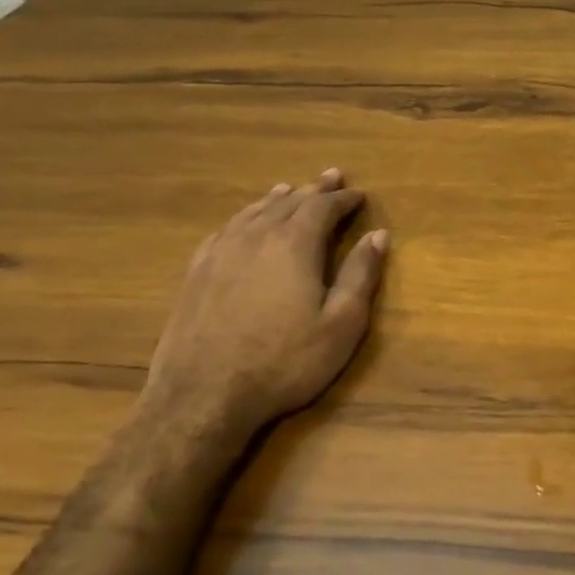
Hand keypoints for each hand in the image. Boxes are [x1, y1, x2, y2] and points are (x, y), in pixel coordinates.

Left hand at [140, 171, 388, 442]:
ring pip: (253, 212)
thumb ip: (360, 275)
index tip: (359, 194)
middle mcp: (255, 237)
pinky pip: (225, 230)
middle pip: (288, 202)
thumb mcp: (341, 323)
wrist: (203, 397)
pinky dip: (243, 218)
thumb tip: (379, 235)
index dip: (343, 199)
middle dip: (313, 190)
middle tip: (330, 177)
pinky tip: (244, 222)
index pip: (322, 207)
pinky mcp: (196, 273)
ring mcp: (220, 253)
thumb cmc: (285, 362)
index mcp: (294, 245)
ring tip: (289, 189)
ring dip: (277, 199)